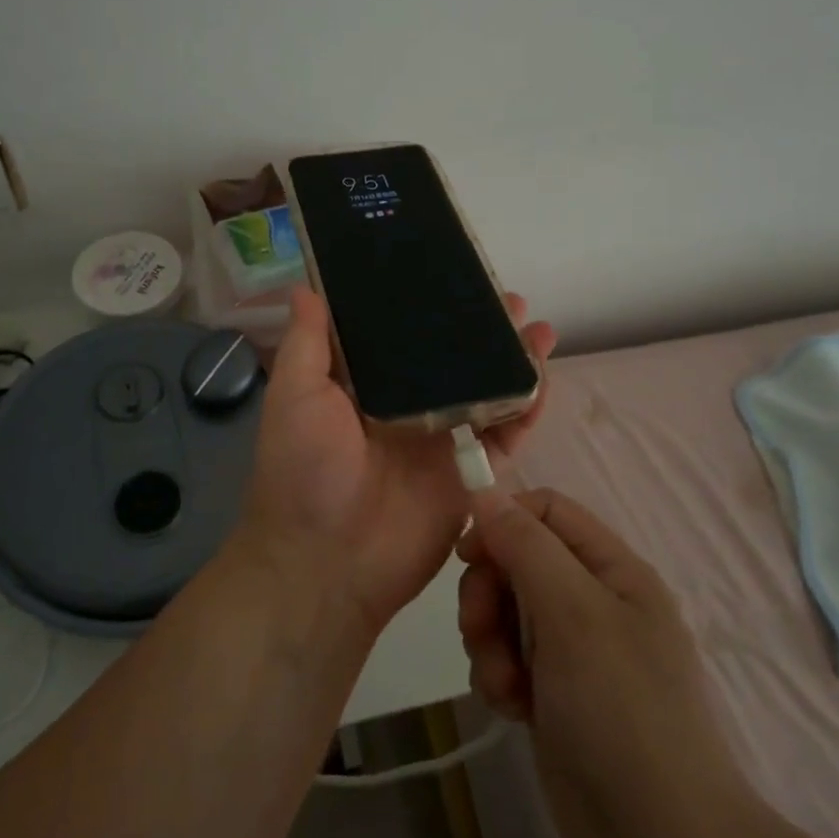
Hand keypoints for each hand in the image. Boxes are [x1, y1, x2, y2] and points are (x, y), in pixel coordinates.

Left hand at [239, 287, 556, 635]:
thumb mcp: (295, 397)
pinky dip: (525, 408)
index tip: (448, 273)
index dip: (423, 305)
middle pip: (450, 359)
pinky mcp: (467, 475)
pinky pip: (503, 436)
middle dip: (478, 329)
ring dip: (510, 360)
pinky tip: (542, 376)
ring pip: (483, 391)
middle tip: (506, 298)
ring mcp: (440, 441)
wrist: (326, 564)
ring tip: (536, 327)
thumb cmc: (302, 471)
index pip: (399, 335)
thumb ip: (308, 344)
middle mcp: (405, 407)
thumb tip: (306, 286)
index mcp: (363, 386)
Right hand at [456, 489, 749, 837]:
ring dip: (490, 641)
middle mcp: (593, 600)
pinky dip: (499, 676)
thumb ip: (526, 546)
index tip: (467, 555)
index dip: (503, 521)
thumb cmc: (621, 711)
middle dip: (489, 593)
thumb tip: (485, 492)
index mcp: (612, 569)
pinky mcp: (554, 691)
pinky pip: (508, 657)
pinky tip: (511, 708)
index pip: (546, 510)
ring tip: (505, 685)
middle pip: (517, 561)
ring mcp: (574, 649)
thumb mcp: (573, 613)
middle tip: (481, 630)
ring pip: (506, 611)